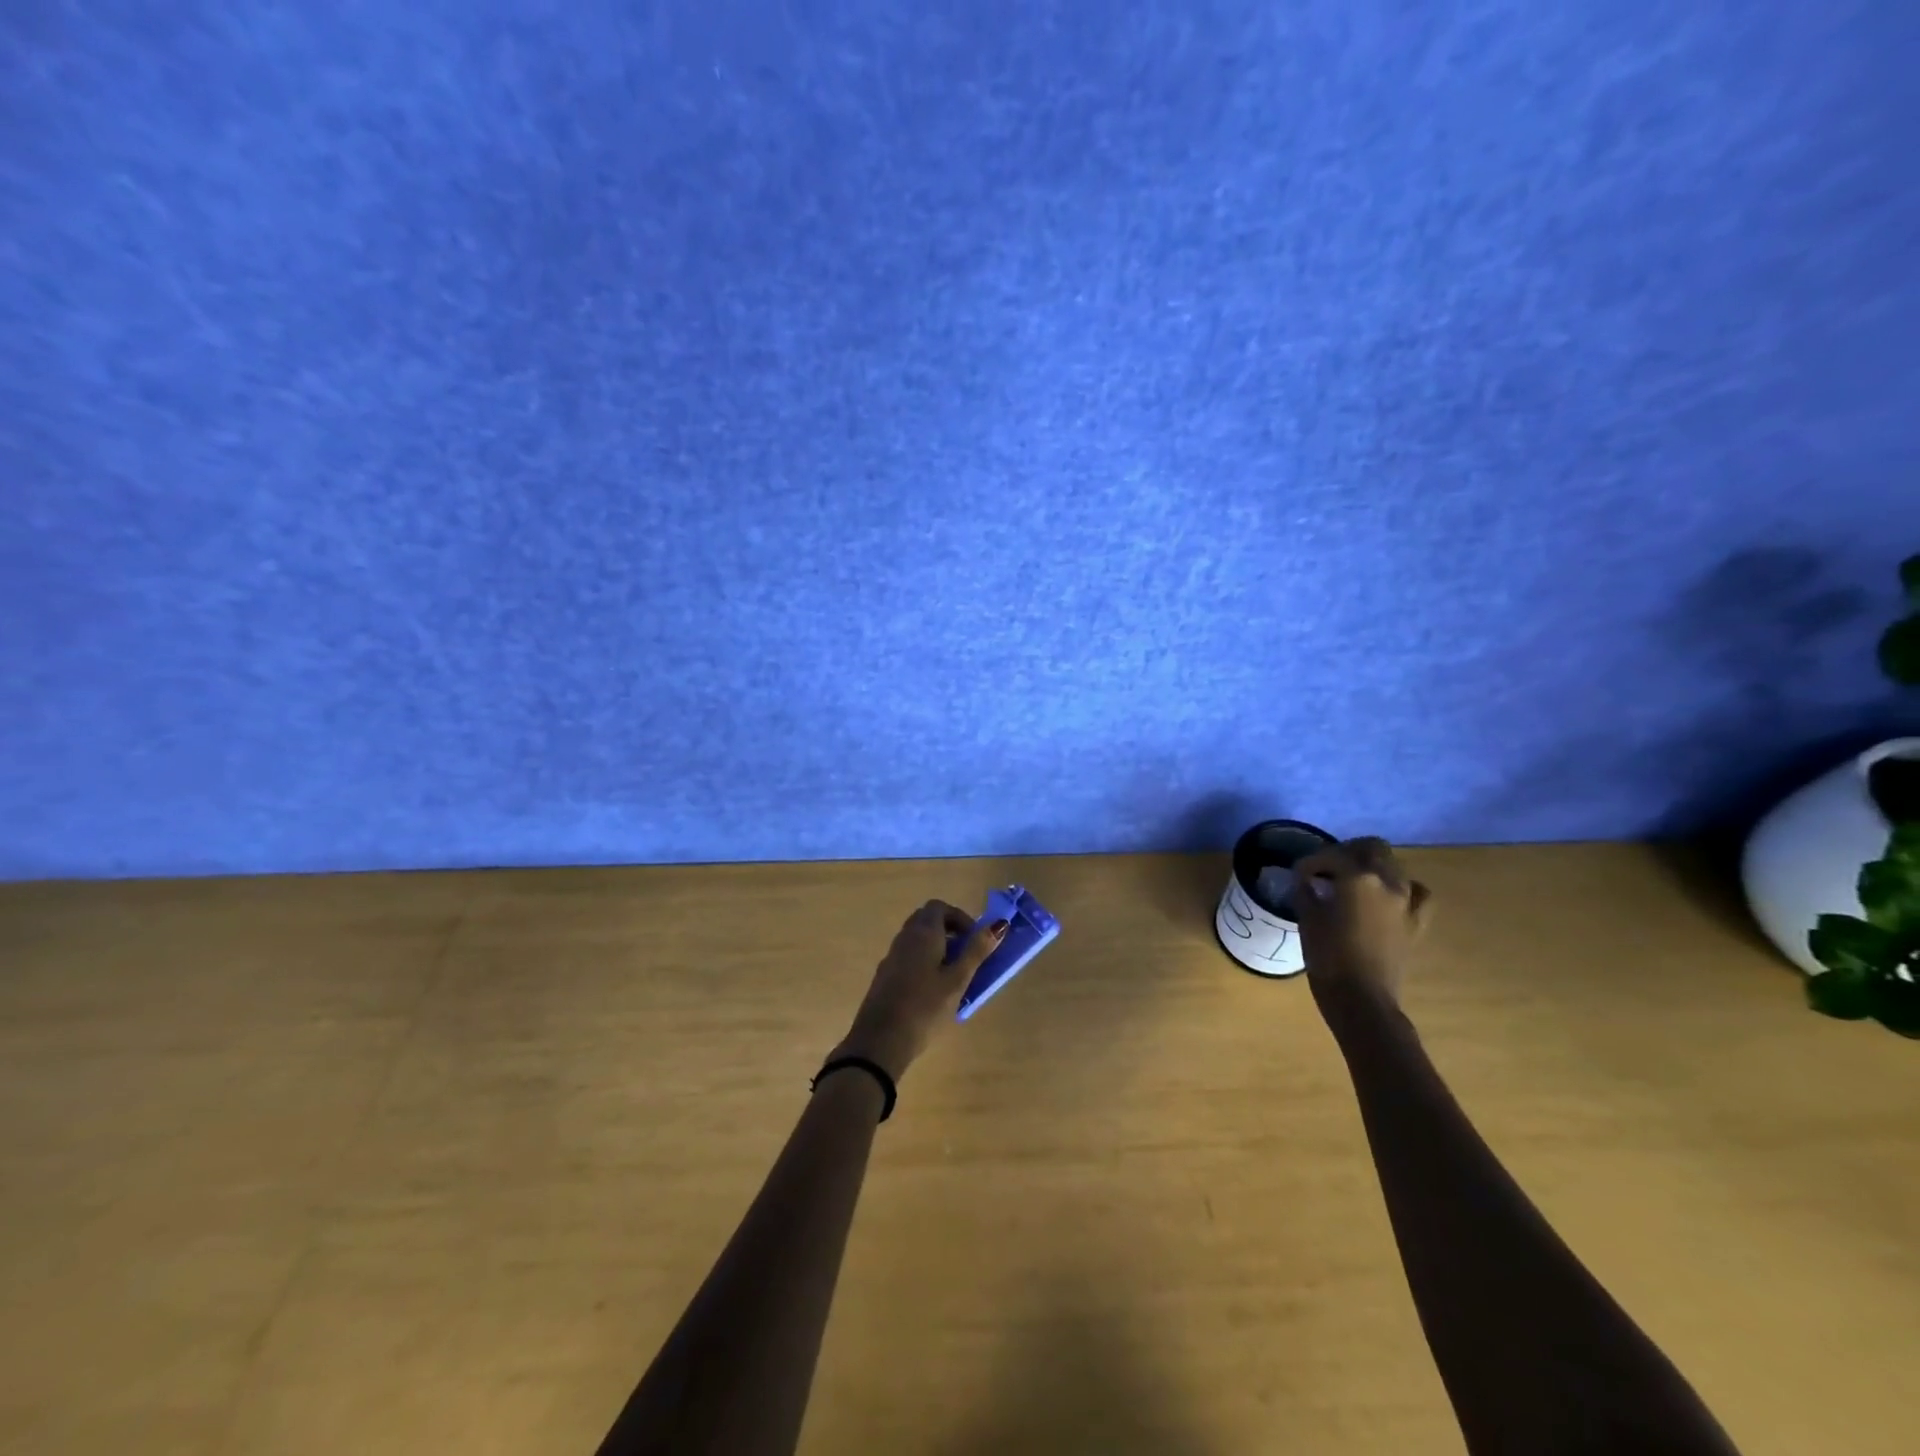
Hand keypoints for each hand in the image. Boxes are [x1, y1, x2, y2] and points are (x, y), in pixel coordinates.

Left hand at [830, 901, 1008, 1082]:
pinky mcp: (885, 976)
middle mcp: (904, 938)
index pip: (939, 907)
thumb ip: (976, 951)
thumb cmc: (925, 1007)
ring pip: (916, 939)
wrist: (880, 1040)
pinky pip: (908, 957)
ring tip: (954, 975)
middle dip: (949, 931)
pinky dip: (924, 961)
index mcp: (923, 933)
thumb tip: (999, 924)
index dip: (959, 918)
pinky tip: (933, 991)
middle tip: (966, 954)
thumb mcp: (957, 980)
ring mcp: (891, 956)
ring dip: (937, 947)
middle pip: (926, 920)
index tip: (974, 939)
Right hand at [1291, 837, 1432, 1013]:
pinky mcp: (1417, 921)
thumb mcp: (1307, 918)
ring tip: (1353, 881)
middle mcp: (1387, 881)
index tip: (1298, 874)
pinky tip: (1388, 896)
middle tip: (1327, 867)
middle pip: (1371, 848)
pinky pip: (1417, 892)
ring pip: (1393, 866)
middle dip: (1347, 852)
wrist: (1361, 998)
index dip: (1310, 861)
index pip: (1331, 855)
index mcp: (1357, 877)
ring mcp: (1406, 900)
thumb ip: (1306, 891)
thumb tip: (1305, 881)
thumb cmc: (1328, 956)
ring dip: (1372, 867)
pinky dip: (1403, 888)